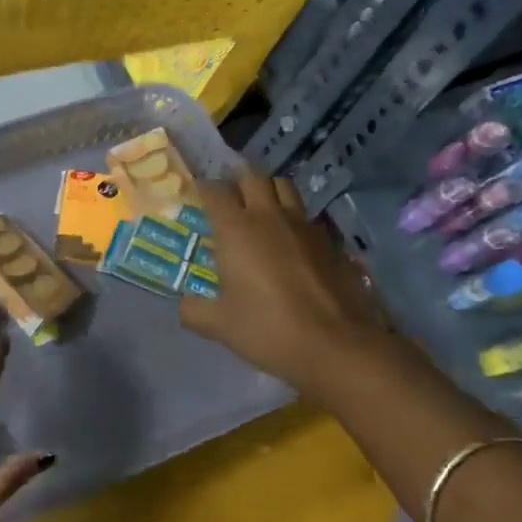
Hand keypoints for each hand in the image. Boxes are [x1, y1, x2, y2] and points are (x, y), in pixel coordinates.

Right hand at [179, 171, 391, 392]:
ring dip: (268, 190)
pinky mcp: (329, 240)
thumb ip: (194, 310)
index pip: (215, 191)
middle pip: (252, 176)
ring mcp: (303, 225)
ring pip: (284, 187)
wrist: (336, 345)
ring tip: (260, 208)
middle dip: (237, 179)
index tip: (197, 196)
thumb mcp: (220, 326)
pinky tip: (290, 240)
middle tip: (229, 195)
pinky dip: (293, 217)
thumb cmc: (268, 330)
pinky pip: (306, 215)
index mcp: (236, 230)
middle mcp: (269, 216)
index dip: (204, 189)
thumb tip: (185, 303)